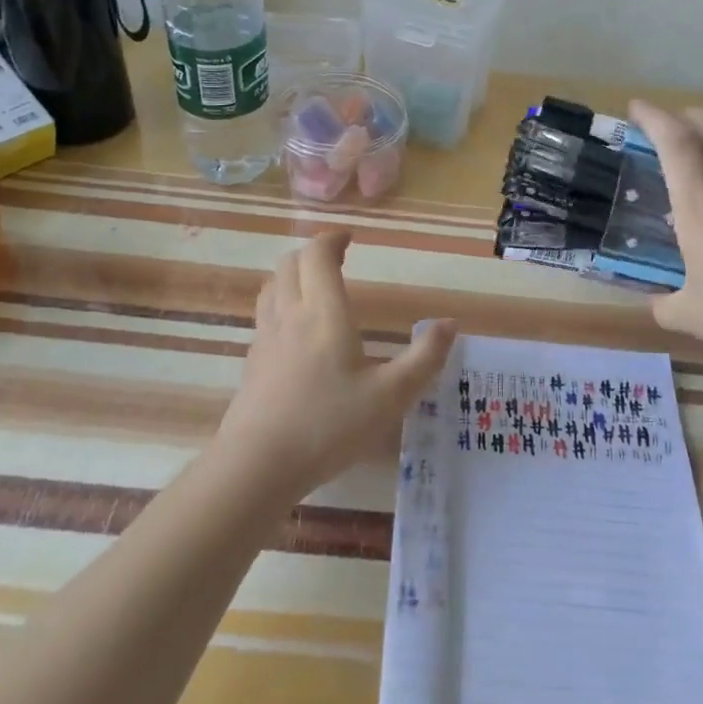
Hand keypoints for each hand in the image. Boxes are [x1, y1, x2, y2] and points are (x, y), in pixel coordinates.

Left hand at [216, 231, 456, 499]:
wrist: (258, 465)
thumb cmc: (329, 425)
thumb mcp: (391, 396)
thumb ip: (425, 358)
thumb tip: (450, 323)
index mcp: (323, 312)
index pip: (318, 255)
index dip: (332, 239)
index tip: (349, 238)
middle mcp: (289, 315)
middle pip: (289, 264)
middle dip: (313, 253)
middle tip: (337, 259)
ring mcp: (265, 338)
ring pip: (271, 287)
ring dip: (292, 275)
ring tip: (314, 287)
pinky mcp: (252, 363)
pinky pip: (264, 315)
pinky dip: (280, 304)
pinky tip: (295, 333)